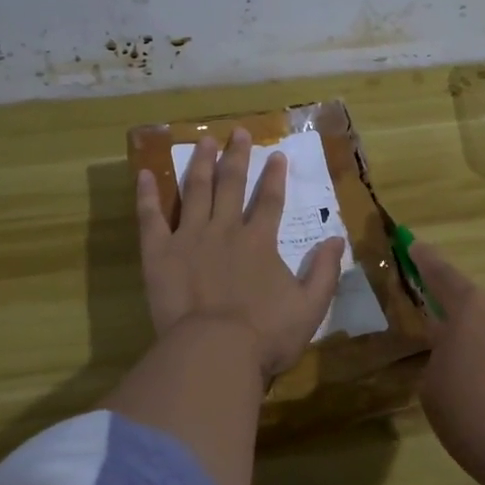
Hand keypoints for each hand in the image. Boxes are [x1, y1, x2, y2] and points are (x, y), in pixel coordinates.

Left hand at [135, 129, 344, 378]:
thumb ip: (325, 271)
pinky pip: (151, 218)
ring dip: (201, 164)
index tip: (277, 155)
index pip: (270, 200)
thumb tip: (339, 239)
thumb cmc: (265, 335)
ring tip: (204, 141)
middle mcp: (225, 230)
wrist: (214, 352)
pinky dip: (147, 195)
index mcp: (259, 242)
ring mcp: (189, 238)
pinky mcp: (159, 254)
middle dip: (237, 157)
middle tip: (238, 132)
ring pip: (195, 191)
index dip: (274, 177)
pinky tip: (145, 173)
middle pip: (232, 185)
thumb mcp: (310, 307)